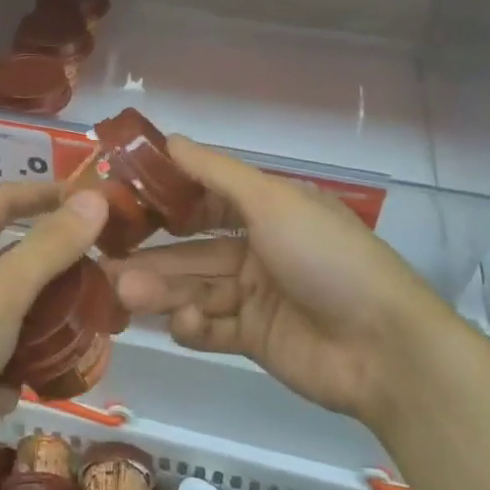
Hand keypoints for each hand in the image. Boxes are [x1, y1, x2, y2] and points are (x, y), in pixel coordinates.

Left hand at [0, 184, 108, 489]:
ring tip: (70, 349)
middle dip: (53, 277)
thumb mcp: (4, 290)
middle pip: (10, 261)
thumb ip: (51, 246)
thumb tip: (95, 198)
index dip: (47, 195)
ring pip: (4, 316)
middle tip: (98, 287)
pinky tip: (1, 396)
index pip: (5, 200)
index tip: (93, 203)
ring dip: (33, 334)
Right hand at [108, 137, 447, 421]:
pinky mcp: (256, 339)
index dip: (168, 199)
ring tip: (123, 293)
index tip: (124, 201)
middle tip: (106, 259)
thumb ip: (216, 173)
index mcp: (270, 210)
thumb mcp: (272, 202)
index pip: (208, 199)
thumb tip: (170, 140)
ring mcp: (258, 296)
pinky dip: (194, 326)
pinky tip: (183, 324)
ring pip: (198, 287)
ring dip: (162, 289)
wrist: (383, 349)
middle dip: (154, 254)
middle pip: (195, 249)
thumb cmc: (326, 258)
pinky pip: (213, 328)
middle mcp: (261, 248)